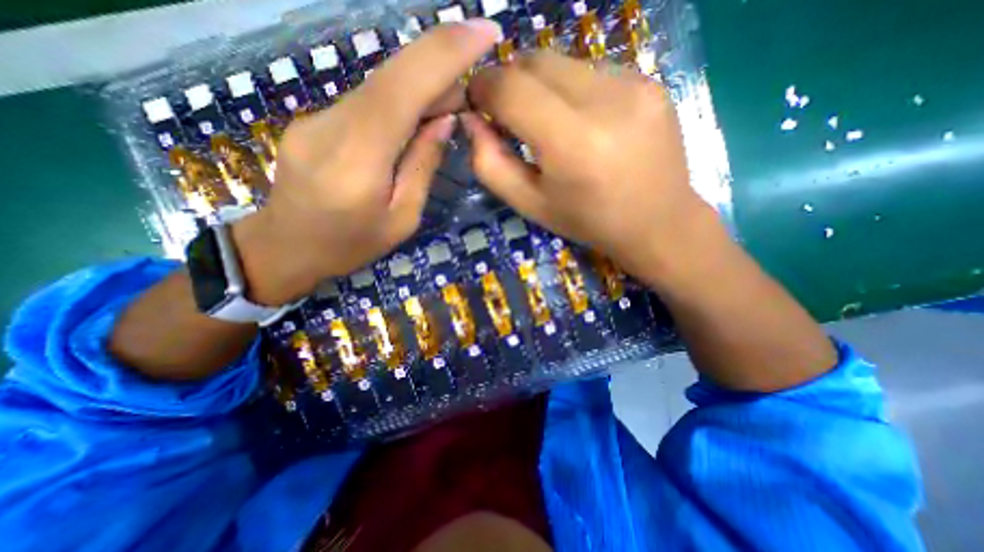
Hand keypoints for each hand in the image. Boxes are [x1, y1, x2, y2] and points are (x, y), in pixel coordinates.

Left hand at [233, 21, 501, 306]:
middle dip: (439, 71)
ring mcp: (317, 118)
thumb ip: (421, 168)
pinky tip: (413, 122)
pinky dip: (398, 104)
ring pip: (380, 88)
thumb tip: (442, 121)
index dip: (445, 54)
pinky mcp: (314, 119)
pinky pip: (367, 102)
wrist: (286, 246)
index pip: (402, 89)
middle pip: (391, 79)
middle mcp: (332, 126)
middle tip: (471, 93)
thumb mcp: (402, 219)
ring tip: (447, 111)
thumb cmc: (350, 245)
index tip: (485, 32)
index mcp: (359, 161)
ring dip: (420, 90)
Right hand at [467, 49, 719, 280]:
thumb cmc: (587, 221)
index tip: (477, 103)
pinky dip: (573, 90)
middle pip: (535, 61)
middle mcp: (605, 100)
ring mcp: (634, 83)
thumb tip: (472, 121)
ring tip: (551, 124)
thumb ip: (491, 164)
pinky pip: (593, 70)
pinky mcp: (650, 80)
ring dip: (542, 87)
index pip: (510, 87)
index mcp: (571, 142)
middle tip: (510, 114)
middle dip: (510, 81)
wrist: (657, 222)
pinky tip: (585, 122)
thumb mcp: (530, 204)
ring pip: (563, 62)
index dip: (483, 88)